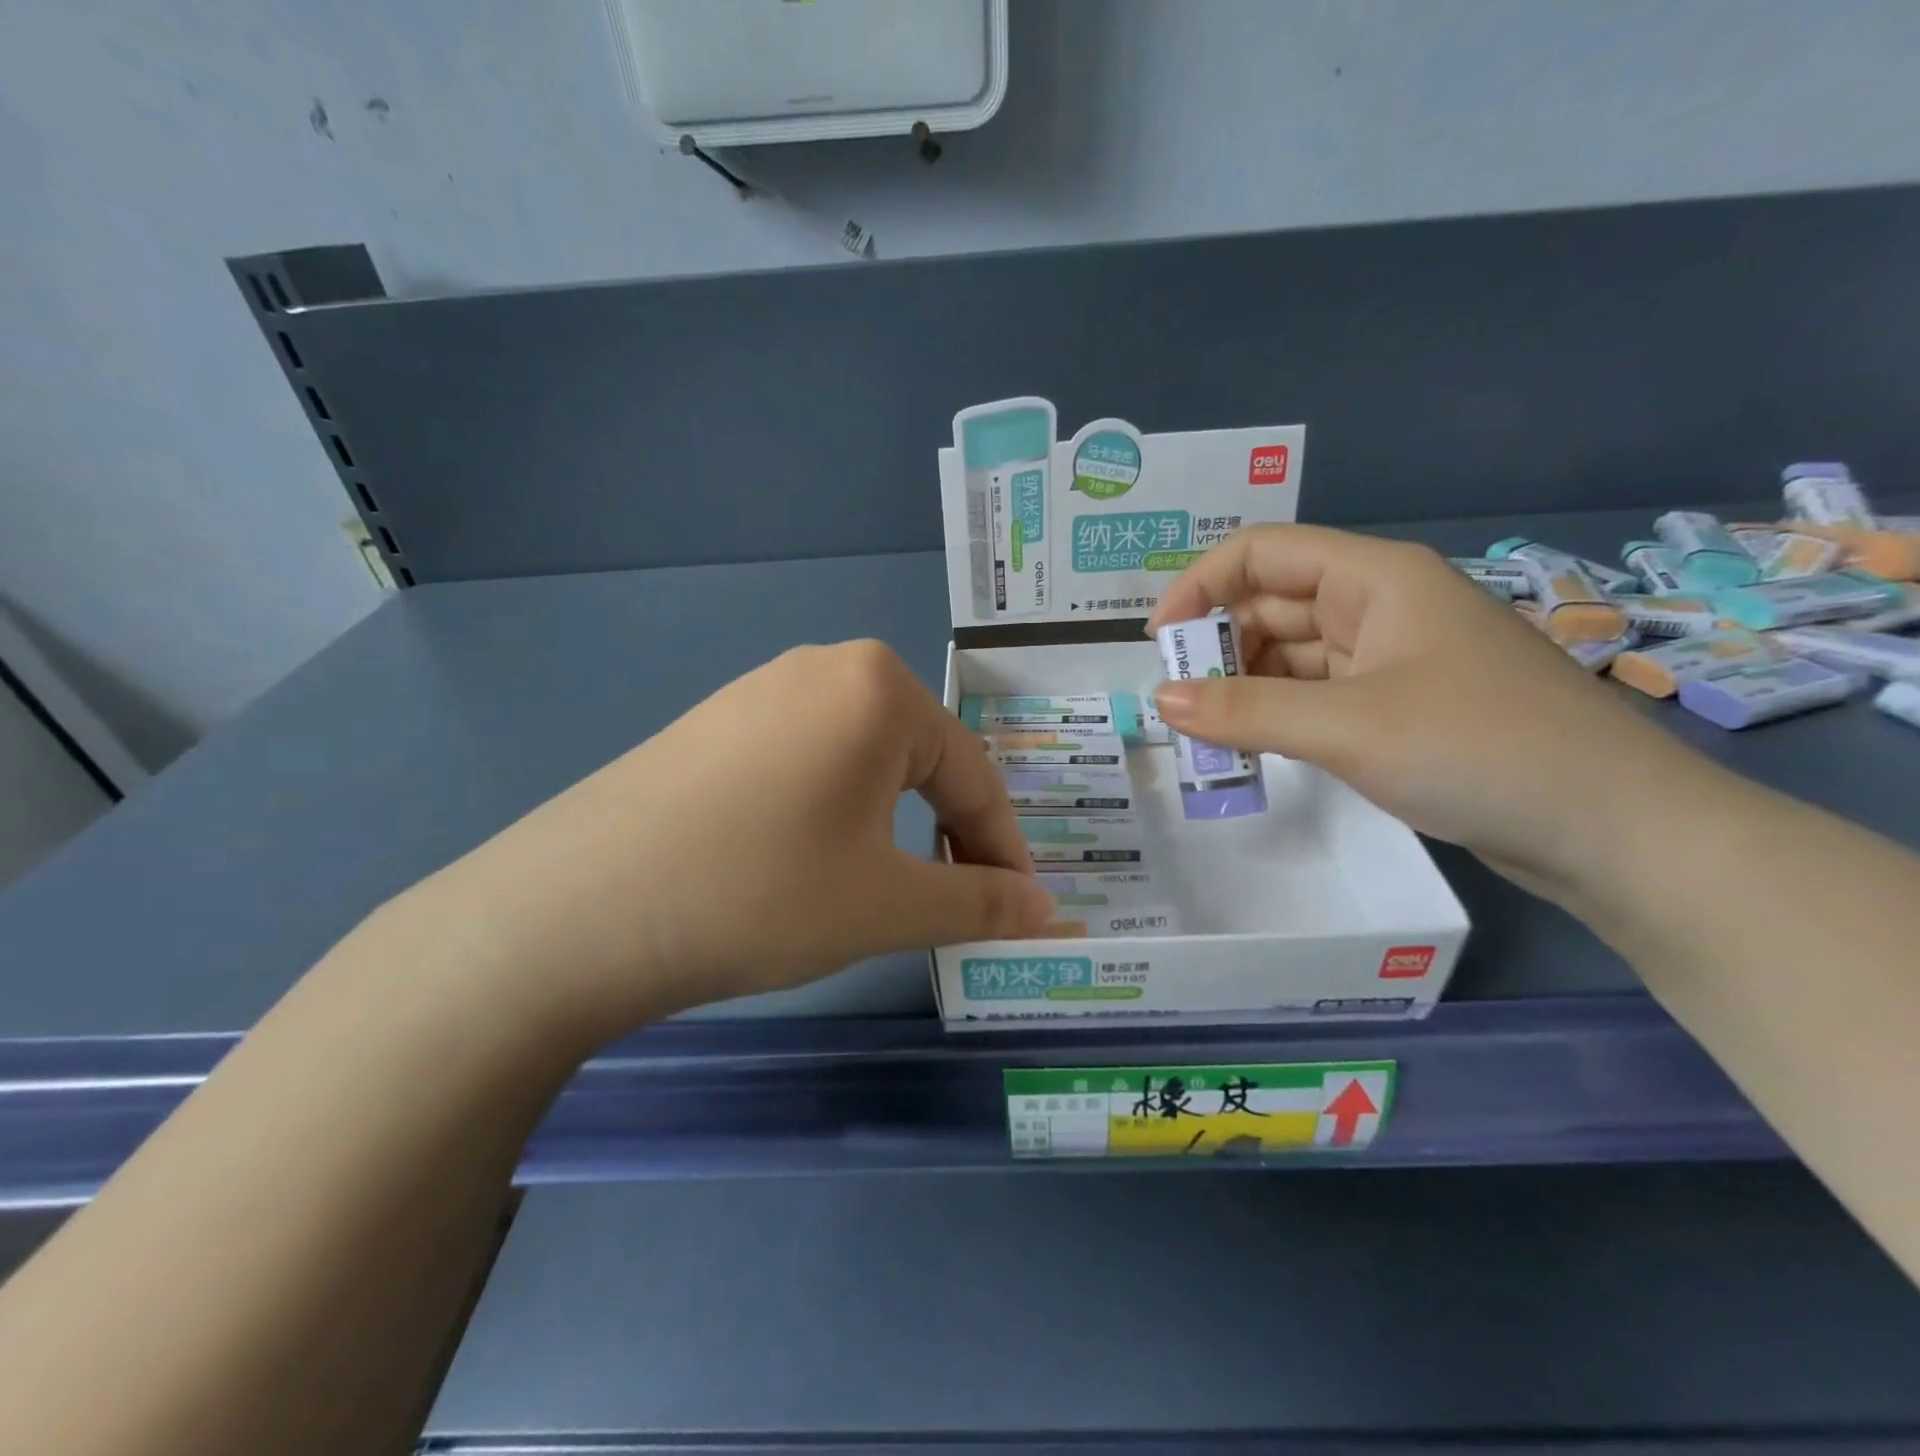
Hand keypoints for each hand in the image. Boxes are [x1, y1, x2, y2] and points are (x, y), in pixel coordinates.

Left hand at [403, 641, 1051, 1044]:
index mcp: (880, 688)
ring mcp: (759, 690)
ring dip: (892, 824)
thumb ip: (982, 902)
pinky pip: (805, 760)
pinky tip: (806, 858)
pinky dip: (833, 810)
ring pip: (862, 761)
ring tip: (884, 887)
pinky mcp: (713, 723)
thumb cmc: (760, 895)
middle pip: (919, 761)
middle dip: (949, 835)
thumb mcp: (888, 905)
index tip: (1021, 911)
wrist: (572, 913)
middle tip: (953, 903)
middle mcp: (824, 667)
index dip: (1004, 851)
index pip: (973, 776)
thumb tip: (1049, 912)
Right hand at [1145, 525, 1706, 900]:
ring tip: (1206, 734)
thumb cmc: (1480, 749)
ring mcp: (1393, 658)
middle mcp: (1381, 606)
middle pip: (1272, 604)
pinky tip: (1254, 747)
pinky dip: (1278, 714)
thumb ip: (1246, 710)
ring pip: (1292, 654)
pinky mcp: (1400, 707)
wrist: (1614, 830)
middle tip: (1178, 705)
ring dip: (1244, 686)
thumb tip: (1160, 700)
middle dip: (1218, 647)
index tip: (1158, 644)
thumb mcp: (1348, 727)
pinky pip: (1317, 695)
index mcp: (1375, 578)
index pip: (1262, 552)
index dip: (1199, 586)